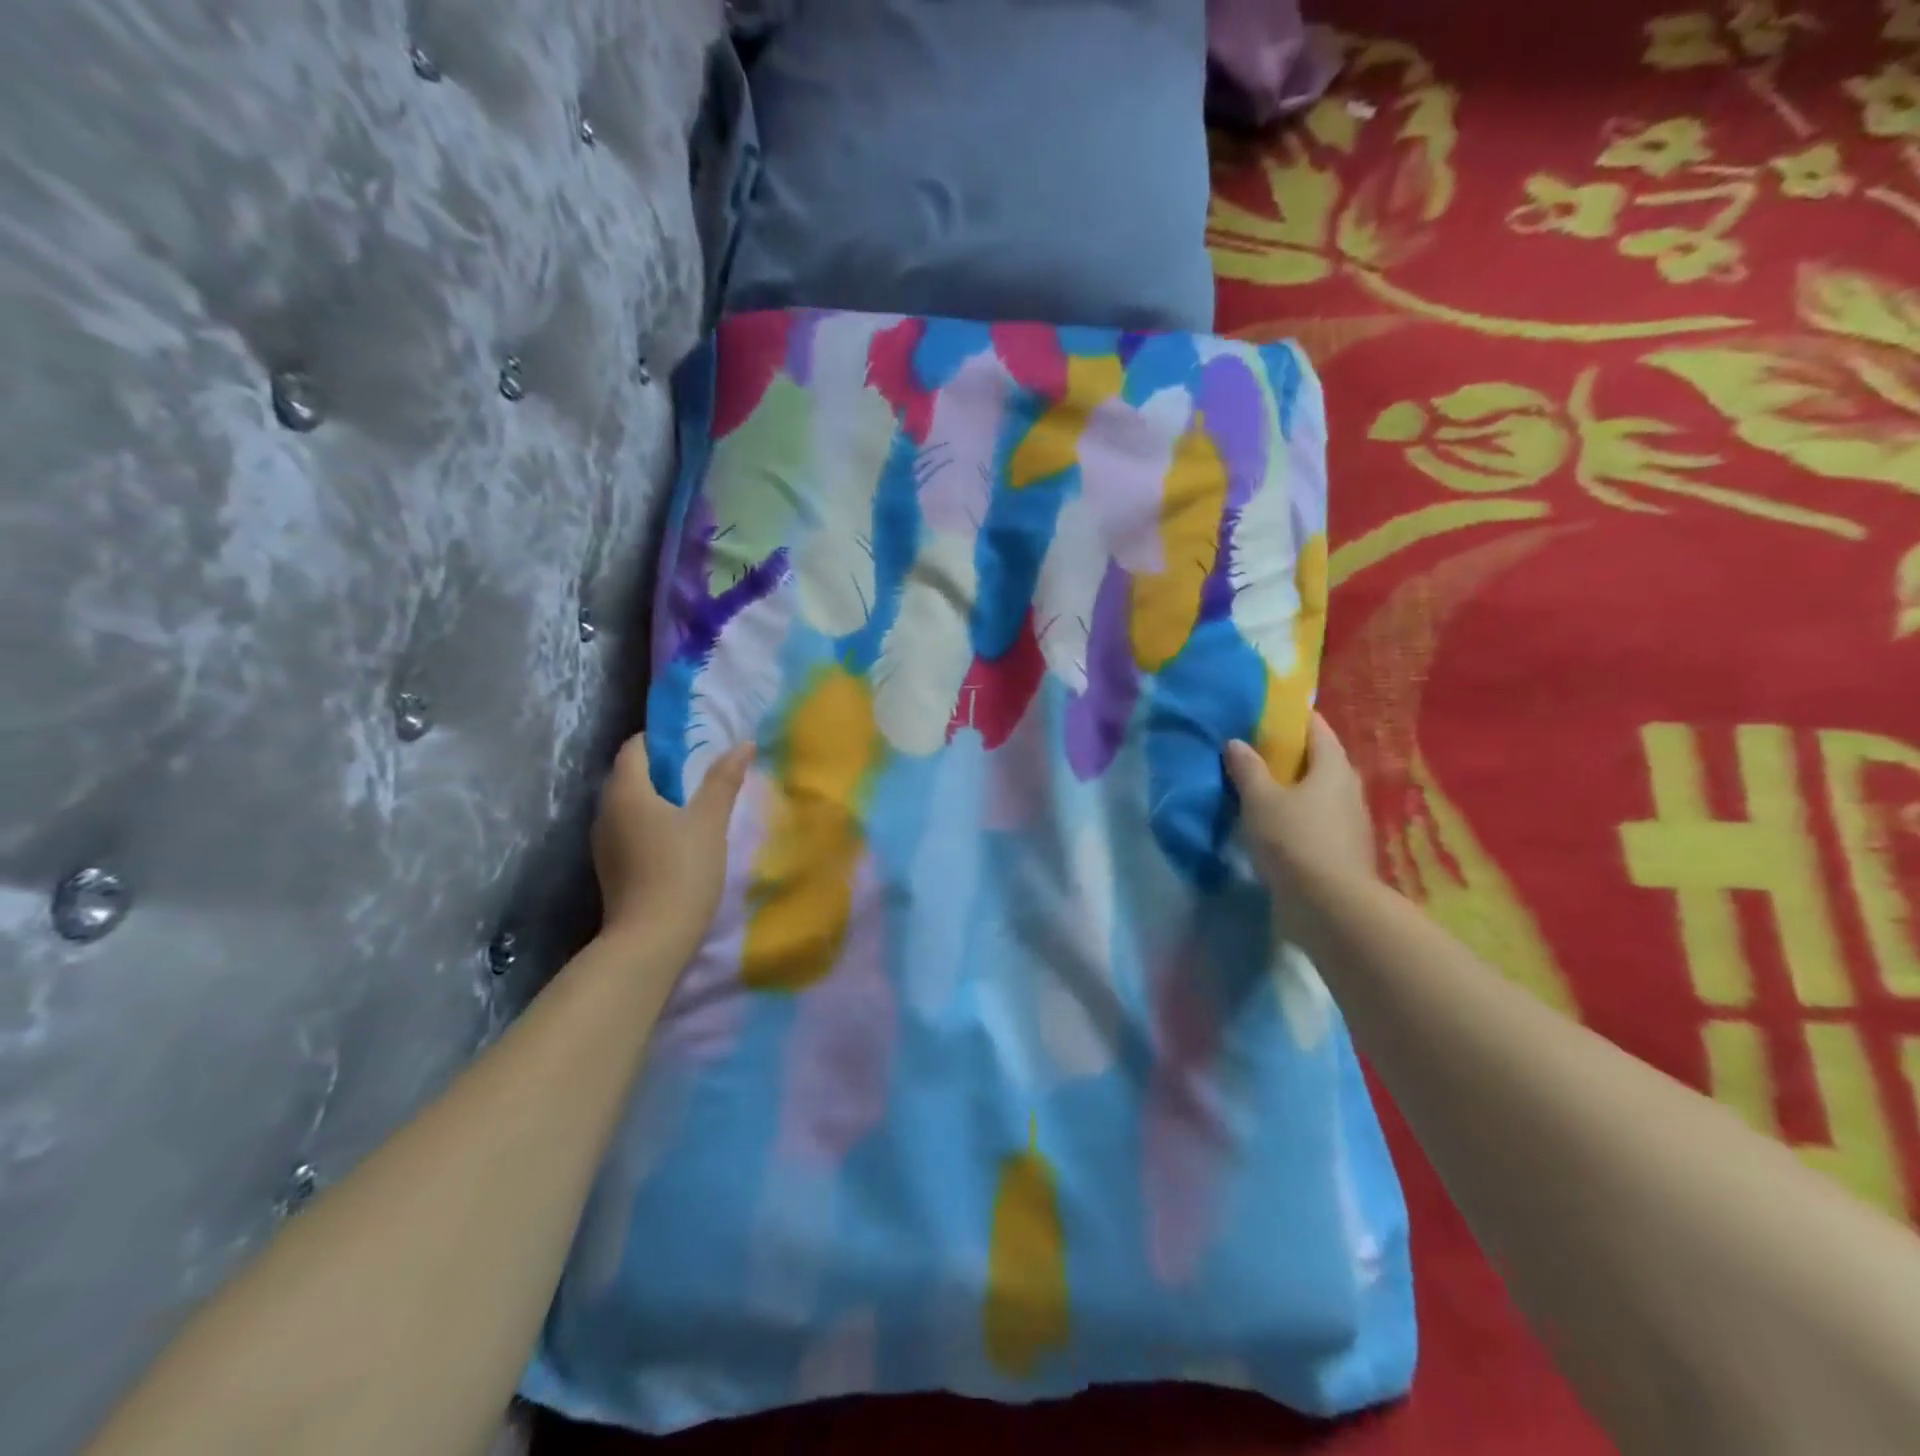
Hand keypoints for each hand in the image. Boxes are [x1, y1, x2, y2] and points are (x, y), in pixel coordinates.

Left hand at [592, 734, 752, 961]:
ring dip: (658, 796)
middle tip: (704, 770)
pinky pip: (629, 828)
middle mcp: (606, 811)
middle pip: (630, 774)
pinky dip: (651, 821)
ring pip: (629, 803)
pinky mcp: (611, 866)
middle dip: (664, 767)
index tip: (696, 742)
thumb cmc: (681, 871)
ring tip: (696, 802)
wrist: (650, 941)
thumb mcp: (710, 822)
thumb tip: (743, 744)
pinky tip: (678, 836)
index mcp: (626, 792)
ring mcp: (604, 842)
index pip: (635, 747)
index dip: (663, 739)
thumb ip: (724, 780)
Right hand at [1224, 713, 1376, 896]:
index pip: (1317, 728)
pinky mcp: (1342, 850)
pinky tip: (1273, 825)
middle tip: (1255, 752)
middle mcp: (1348, 789)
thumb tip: (1237, 743)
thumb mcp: (1260, 800)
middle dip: (1290, 755)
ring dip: (1292, 789)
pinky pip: (1316, 820)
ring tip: (1259, 789)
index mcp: (1333, 767)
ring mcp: (1350, 822)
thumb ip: (1247, 769)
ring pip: (1318, 793)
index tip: (1266, 715)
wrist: (1329, 906)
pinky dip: (1296, 816)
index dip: (1293, 718)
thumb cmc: (1294, 840)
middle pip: (1319, 761)